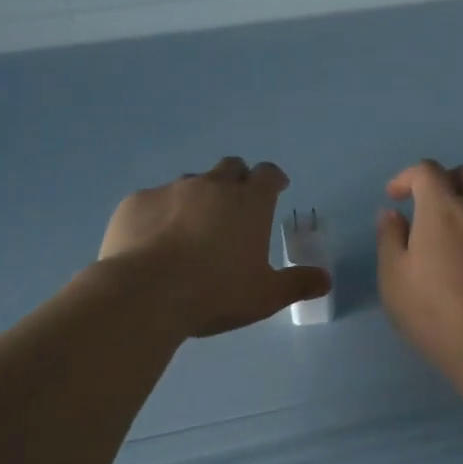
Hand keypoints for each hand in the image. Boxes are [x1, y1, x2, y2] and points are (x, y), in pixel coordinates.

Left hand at [99, 156, 331, 338]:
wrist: (144, 294)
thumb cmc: (215, 293)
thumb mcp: (265, 296)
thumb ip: (297, 284)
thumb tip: (325, 280)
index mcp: (249, 202)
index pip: (268, 174)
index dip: (273, 180)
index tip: (275, 189)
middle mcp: (212, 185)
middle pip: (230, 167)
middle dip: (236, 181)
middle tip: (235, 208)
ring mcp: (171, 190)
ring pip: (190, 182)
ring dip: (197, 197)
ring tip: (192, 229)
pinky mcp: (136, 202)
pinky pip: (153, 201)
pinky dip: (159, 214)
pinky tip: (153, 241)